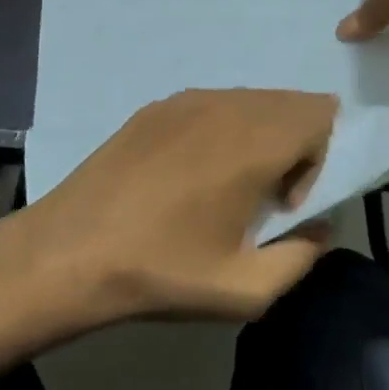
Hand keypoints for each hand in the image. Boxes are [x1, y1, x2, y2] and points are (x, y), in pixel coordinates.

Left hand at [0, 89, 338, 332]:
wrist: (67, 253)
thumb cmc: (162, 271)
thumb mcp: (245, 289)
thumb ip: (303, 256)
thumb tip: (321, 227)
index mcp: (254, 142)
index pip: (321, 116)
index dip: (316, 161)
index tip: (282, 205)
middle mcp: (227, 105)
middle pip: (290, 103)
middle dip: (294, 145)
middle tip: (260, 196)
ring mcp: (187, 100)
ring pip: (252, 101)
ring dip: (259, 136)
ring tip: (223, 187)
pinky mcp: (156, 106)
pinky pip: (214, 104)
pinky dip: (223, 130)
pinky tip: (186, 175)